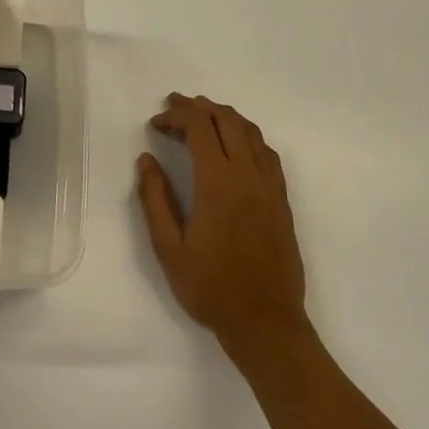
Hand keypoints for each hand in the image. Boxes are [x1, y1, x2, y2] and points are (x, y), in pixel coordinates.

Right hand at [137, 94, 309, 351]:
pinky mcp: (282, 200)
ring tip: (202, 116)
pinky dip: (246, 137)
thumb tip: (146, 161)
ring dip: (225, 116)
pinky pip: (266, 153)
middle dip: (199, 107)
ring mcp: (270, 187)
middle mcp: (248, 175)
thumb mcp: (168, 247)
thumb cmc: (210, 287)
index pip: (200, 128)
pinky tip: (234, 146)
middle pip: (227, 121)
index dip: (176, 116)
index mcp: (218, 183)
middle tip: (174, 106)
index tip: (156, 124)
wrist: (265, 321)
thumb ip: (154, 199)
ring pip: (251, 132)